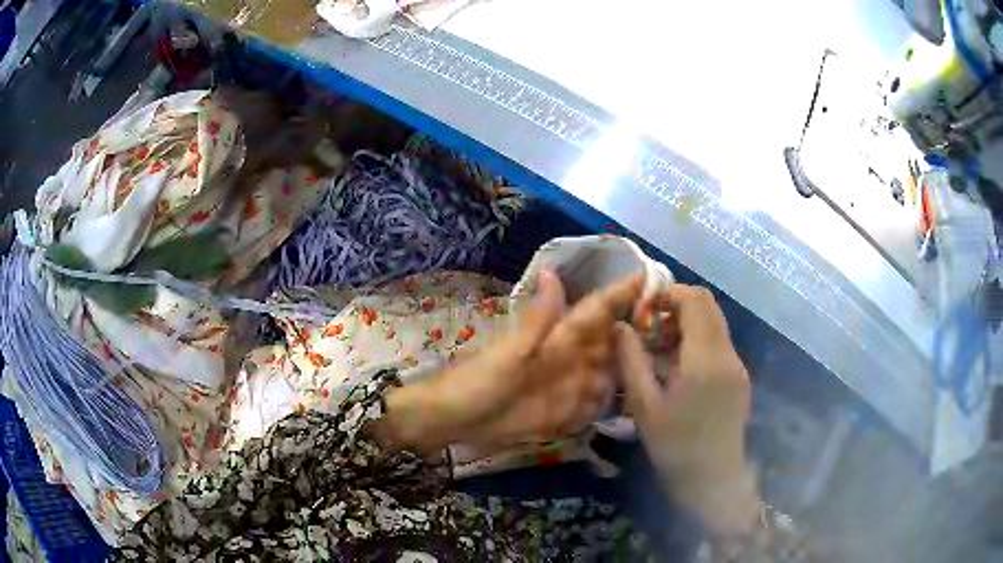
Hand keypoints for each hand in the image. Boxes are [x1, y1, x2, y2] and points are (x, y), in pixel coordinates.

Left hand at [382, 268, 643, 452]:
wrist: (454, 420)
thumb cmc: (478, 382)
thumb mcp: (510, 353)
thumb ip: (538, 319)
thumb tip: (553, 270)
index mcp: (557, 338)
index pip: (598, 310)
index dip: (624, 293)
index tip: (655, 279)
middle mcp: (568, 359)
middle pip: (611, 342)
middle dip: (640, 335)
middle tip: (676, 334)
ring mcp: (568, 386)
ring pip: (608, 373)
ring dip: (631, 371)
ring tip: (667, 370)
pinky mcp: (563, 411)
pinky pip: (594, 405)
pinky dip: (610, 403)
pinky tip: (634, 405)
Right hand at [617, 285, 759, 535]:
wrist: (713, 480)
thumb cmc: (674, 447)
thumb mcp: (644, 406)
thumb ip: (631, 360)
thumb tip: (619, 325)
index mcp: (705, 359)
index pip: (695, 300)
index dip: (668, 294)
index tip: (643, 311)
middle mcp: (727, 354)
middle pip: (708, 306)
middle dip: (677, 306)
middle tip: (649, 328)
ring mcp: (737, 365)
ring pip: (715, 323)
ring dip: (687, 323)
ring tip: (660, 350)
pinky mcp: (739, 377)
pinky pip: (719, 343)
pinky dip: (698, 341)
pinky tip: (679, 369)